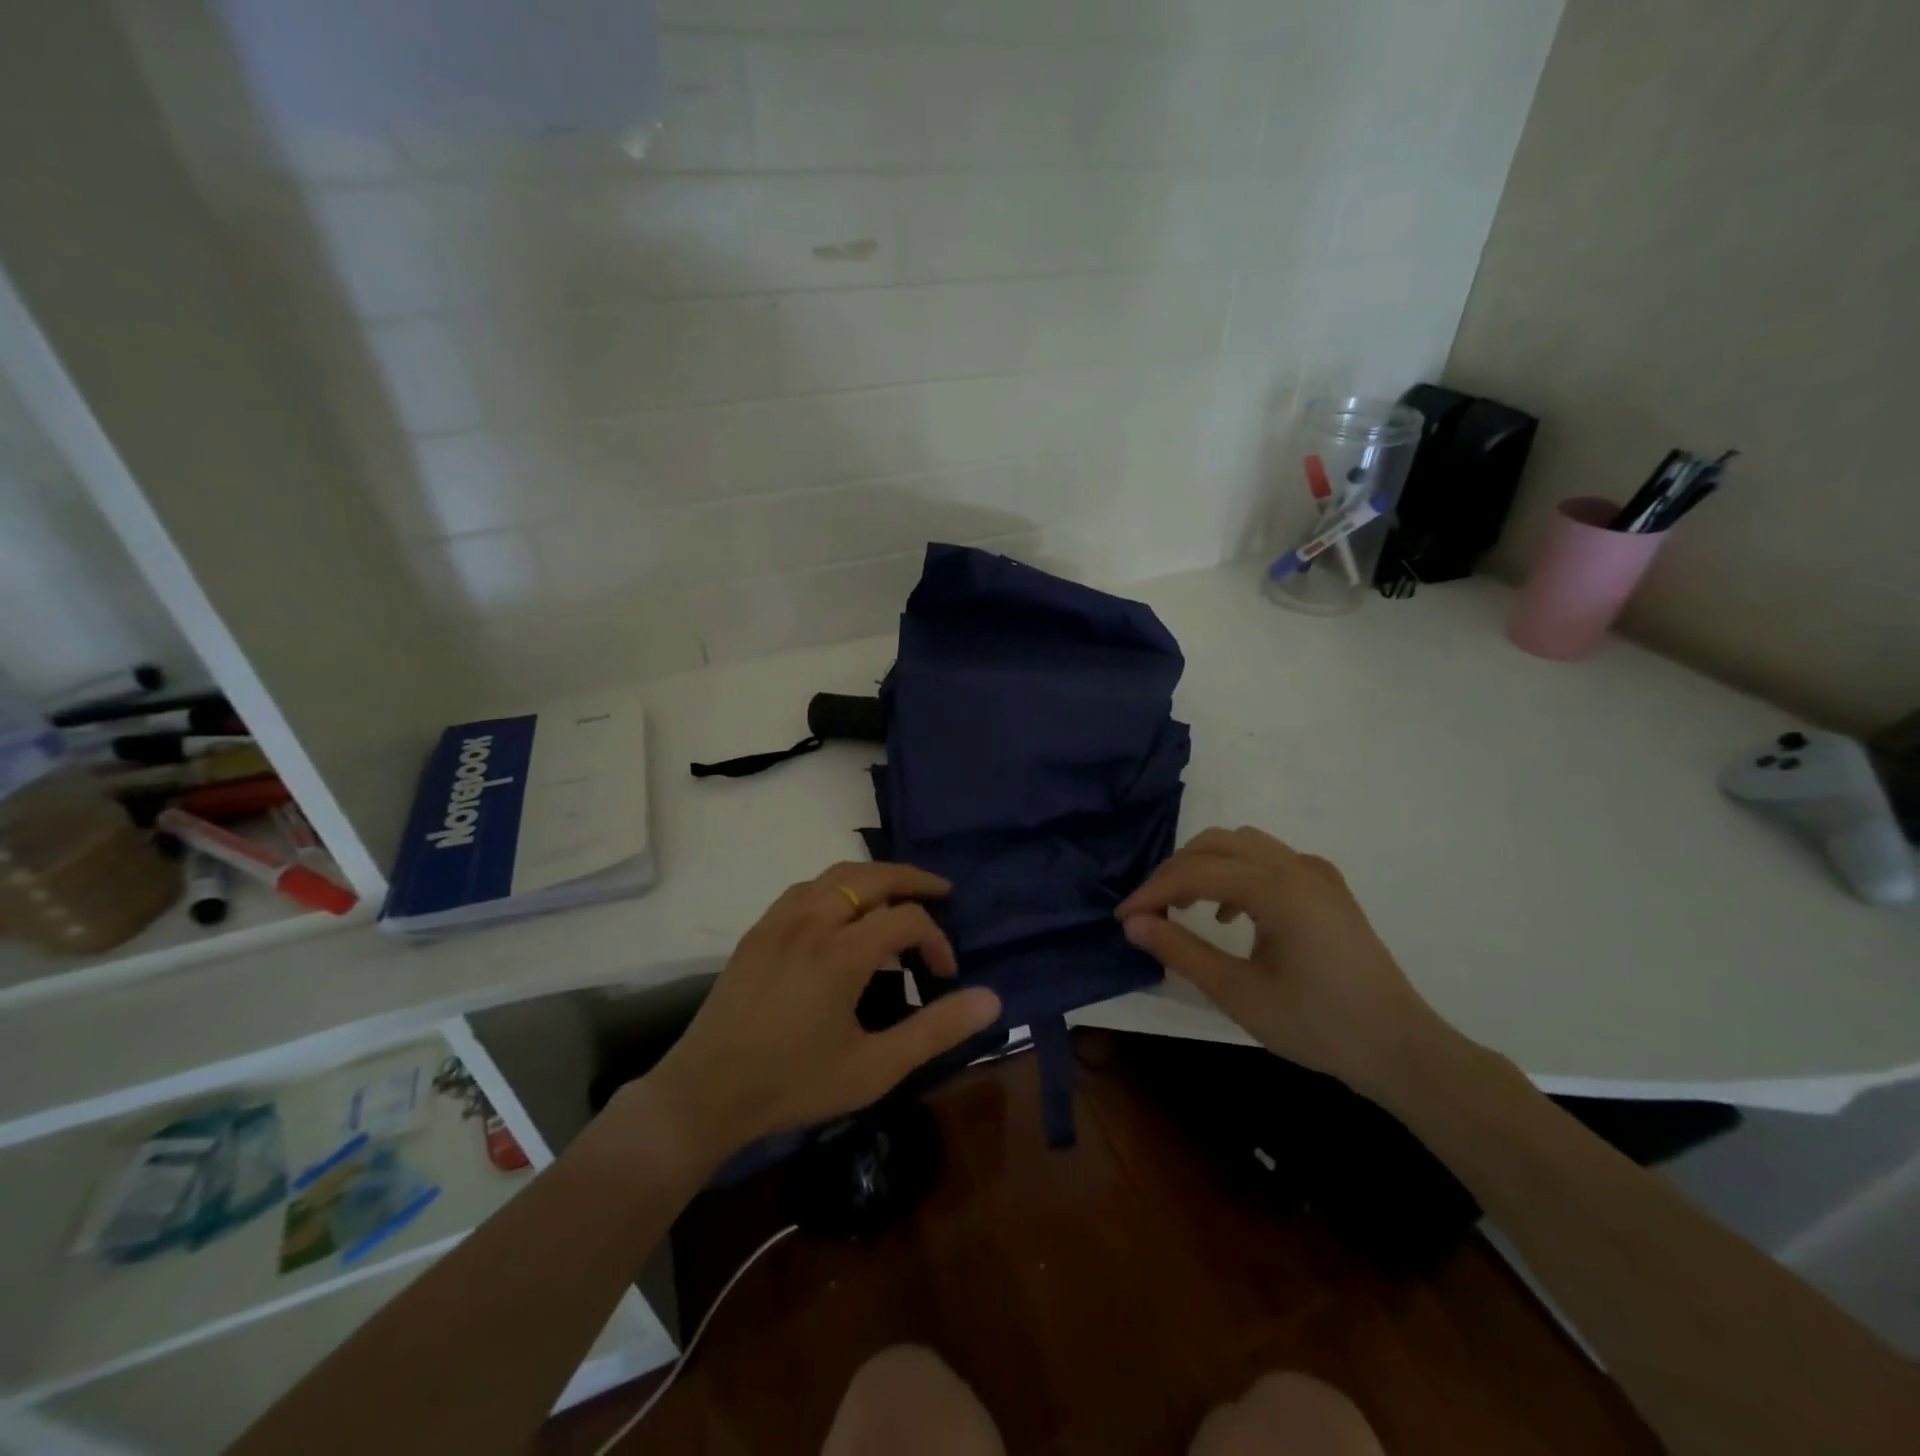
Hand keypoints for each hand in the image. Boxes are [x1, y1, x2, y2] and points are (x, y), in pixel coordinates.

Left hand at [646, 862, 1001, 1157]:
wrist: (704, 1093)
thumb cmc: (794, 1084)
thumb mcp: (875, 1068)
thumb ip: (936, 1030)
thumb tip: (992, 998)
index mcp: (841, 952)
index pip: (907, 919)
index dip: (937, 940)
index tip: (945, 974)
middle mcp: (811, 920)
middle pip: (873, 876)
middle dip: (914, 880)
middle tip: (942, 892)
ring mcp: (779, 920)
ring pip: (837, 873)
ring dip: (874, 877)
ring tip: (898, 894)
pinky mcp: (758, 930)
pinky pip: (806, 887)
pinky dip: (838, 885)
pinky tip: (843, 910)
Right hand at [1117, 827, 1447, 1095]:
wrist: (1400, 1049)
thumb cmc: (1317, 1025)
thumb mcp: (1238, 993)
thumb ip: (1181, 950)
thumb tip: (1133, 923)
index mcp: (1277, 887)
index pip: (1196, 872)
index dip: (1153, 892)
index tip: (1123, 918)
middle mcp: (1296, 865)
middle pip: (1216, 843)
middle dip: (1175, 871)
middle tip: (1150, 911)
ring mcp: (1316, 872)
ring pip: (1242, 844)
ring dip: (1204, 866)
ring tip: (1183, 907)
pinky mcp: (1327, 887)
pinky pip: (1267, 859)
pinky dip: (1235, 873)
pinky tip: (1230, 915)